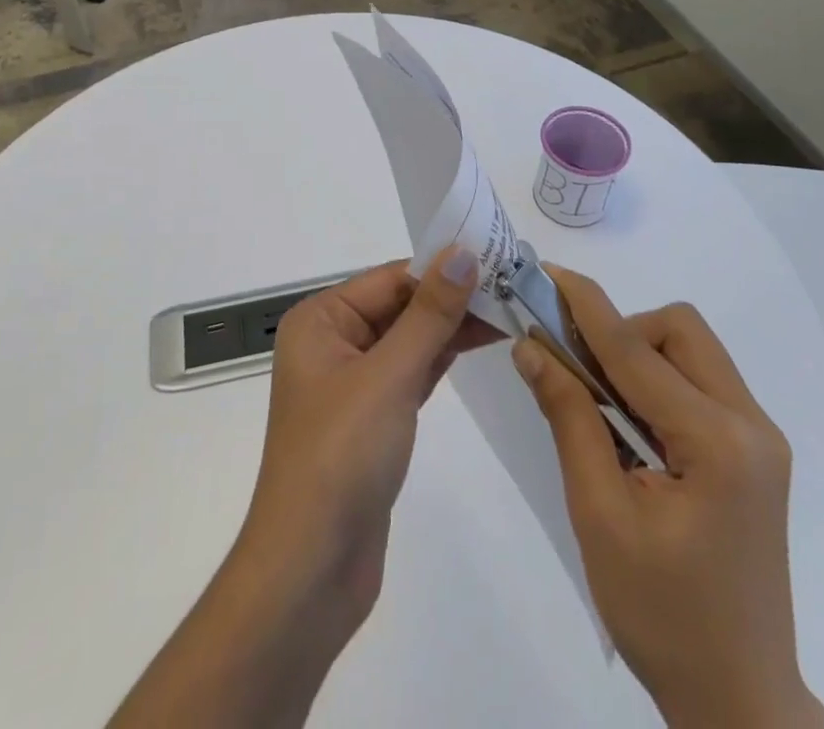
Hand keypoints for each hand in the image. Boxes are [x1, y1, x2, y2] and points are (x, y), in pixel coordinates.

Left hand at [237, 245, 496, 626]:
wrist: (310, 571)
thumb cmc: (341, 456)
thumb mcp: (389, 375)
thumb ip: (429, 313)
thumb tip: (461, 252)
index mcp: (321, 320)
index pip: (390, 279)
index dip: (442, 268)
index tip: (497, 259)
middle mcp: (332, 342)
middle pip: (400, 306)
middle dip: (451, 297)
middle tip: (513, 284)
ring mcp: (352, 383)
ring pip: (410, 339)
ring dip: (453, 327)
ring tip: (508, 309)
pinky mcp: (373, 419)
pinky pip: (412, 372)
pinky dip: (442, 358)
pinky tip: (479, 342)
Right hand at [513, 266, 823, 728]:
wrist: (739, 701)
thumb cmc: (661, 616)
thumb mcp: (600, 516)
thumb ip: (569, 418)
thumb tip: (530, 346)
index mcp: (716, 442)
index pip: (635, 349)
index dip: (584, 305)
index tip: (544, 272)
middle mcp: (751, 424)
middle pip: (678, 330)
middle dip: (622, 330)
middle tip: (577, 368)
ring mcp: (760, 437)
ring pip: (692, 349)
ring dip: (640, 353)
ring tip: (599, 398)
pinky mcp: (755, 452)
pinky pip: (701, 381)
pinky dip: (659, 379)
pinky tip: (631, 421)